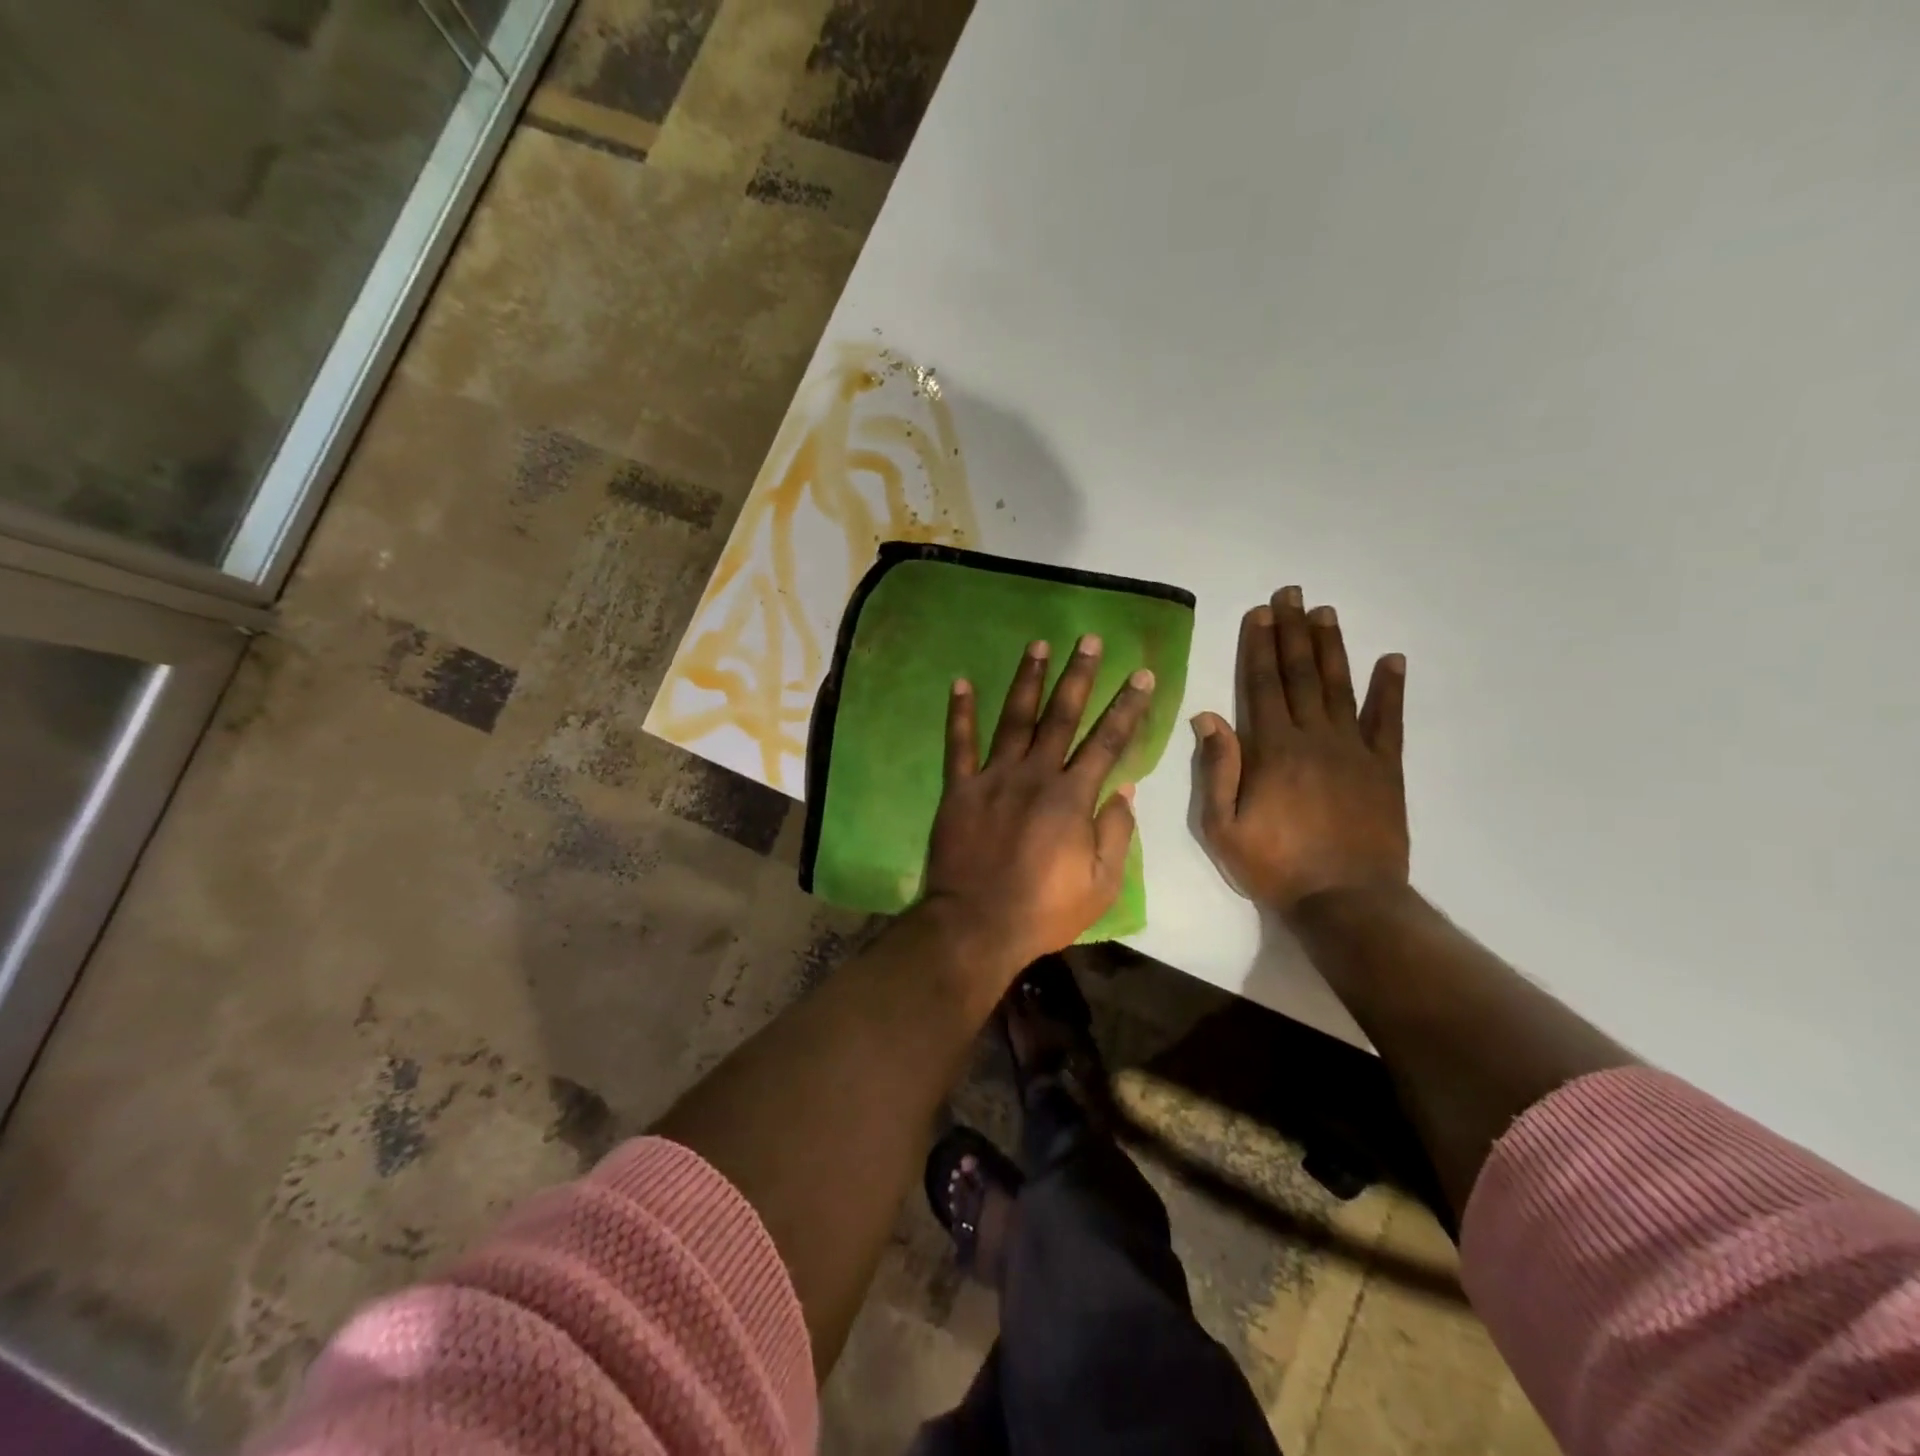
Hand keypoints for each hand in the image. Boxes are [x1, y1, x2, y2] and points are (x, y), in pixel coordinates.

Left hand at [923, 635, 1154, 976]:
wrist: (976, 926)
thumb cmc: (1043, 911)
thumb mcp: (1101, 885)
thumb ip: (1115, 834)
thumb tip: (1125, 790)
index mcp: (1072, 797)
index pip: (1107, 742)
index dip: (1127, 706)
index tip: (1141, 674)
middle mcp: (1034, 775)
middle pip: (1061, 717)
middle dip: (1078, 676)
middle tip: (1088, 639)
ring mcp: (992, 778)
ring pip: (1014, 719)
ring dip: (1028, 679)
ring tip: (1038, 645)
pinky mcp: (959, 789)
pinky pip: (958, 745)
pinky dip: (960, 713)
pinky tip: (961, 682)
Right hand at [1194, 586, 1408, 914]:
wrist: (1346, 900)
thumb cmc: (1275, 865)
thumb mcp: (1222, 826)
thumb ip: (1217, 769)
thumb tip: (1207, 716)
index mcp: (1272, 749)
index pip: (1262, 685)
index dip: (1259, 646)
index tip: (1260, 613)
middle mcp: (1314, 737)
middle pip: (1301, 674)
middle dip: (1293, 631)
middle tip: (1292, 593)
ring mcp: (1354, 750)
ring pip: (1341, 686)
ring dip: (1332, 647)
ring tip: (1326, 613)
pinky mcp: (1385, 768)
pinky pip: (1389, 721)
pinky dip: (1391, 689)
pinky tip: (1392, 660)